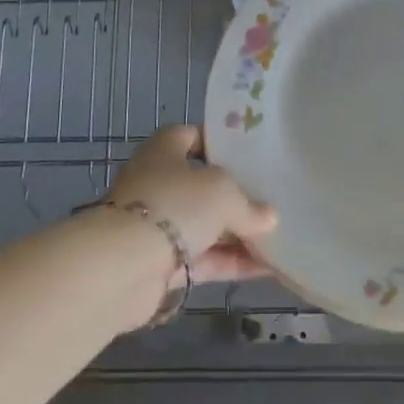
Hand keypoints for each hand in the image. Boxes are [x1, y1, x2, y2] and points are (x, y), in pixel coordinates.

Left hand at [108, 125, 277, 283]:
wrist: (124, 266)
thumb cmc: (175, 205)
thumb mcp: (223, 193)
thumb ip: (249, 204)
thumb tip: (268, 217)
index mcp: (165, 151)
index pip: (192, 136)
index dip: (220, 143)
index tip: (252, 153)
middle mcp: (159, 183)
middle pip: (202, 184)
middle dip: (235, 193)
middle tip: (271, 197)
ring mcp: (159, 225)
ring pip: (205, 224)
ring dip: (237, 232)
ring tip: (278, 235)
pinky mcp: (163, 264)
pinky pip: (205, 259)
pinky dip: (231, 262)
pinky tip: (267, 268)